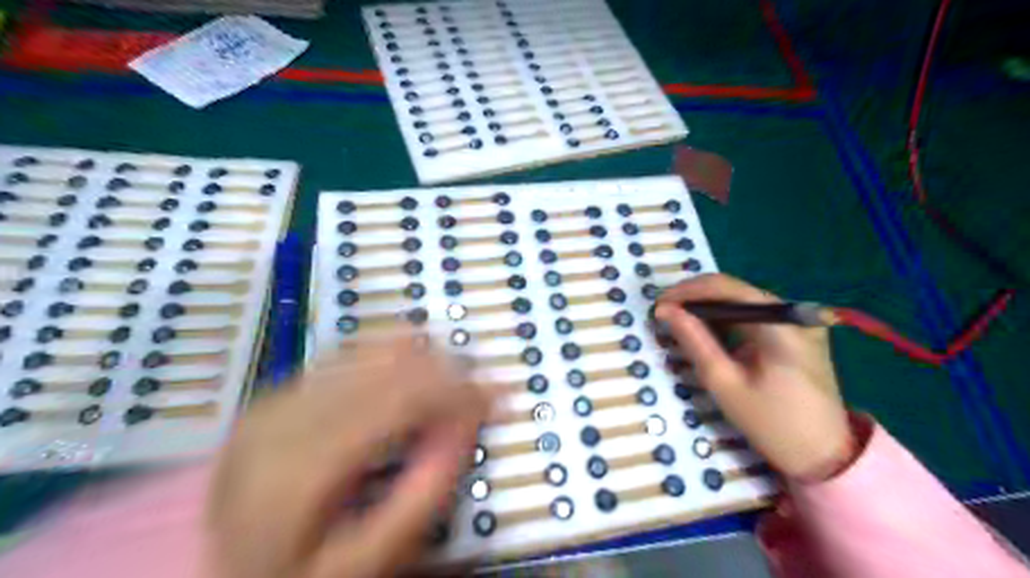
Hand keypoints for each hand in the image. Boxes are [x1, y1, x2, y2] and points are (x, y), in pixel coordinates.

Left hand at [206, 335, 487, 577]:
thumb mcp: (365, 561)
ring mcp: (277, 395)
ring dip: (423, 357)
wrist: (205, 571)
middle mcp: (286, 413)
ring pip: (369, 348)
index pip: (401, 398)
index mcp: (302, 464)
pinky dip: (389, 353)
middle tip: (482, 387)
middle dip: (448, 369)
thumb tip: (467, 426)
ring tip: (453, 377)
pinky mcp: (278, 390)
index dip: (458, 390)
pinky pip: (347, 352)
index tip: (497, 396)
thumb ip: (422, 494)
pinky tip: (412, 365)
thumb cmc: (292, 573)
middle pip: (388, 365)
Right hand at [660, 273, 853, 481]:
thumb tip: (665, 311)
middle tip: (665, 314)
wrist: (825, 456)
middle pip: (736, 291)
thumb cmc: (772, 424)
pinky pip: (753, 316)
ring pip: (742, 301)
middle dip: (696, 298)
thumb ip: (694, 341)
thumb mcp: (724, 383)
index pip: (728, 288)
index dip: (688, 291)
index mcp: (781, 324)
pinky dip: (726, 320)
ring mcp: (798, 322)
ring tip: (679, 323)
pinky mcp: (796, 334)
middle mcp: (793, 314)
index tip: (659, 305)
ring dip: (708, 308)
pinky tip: (706, 332)